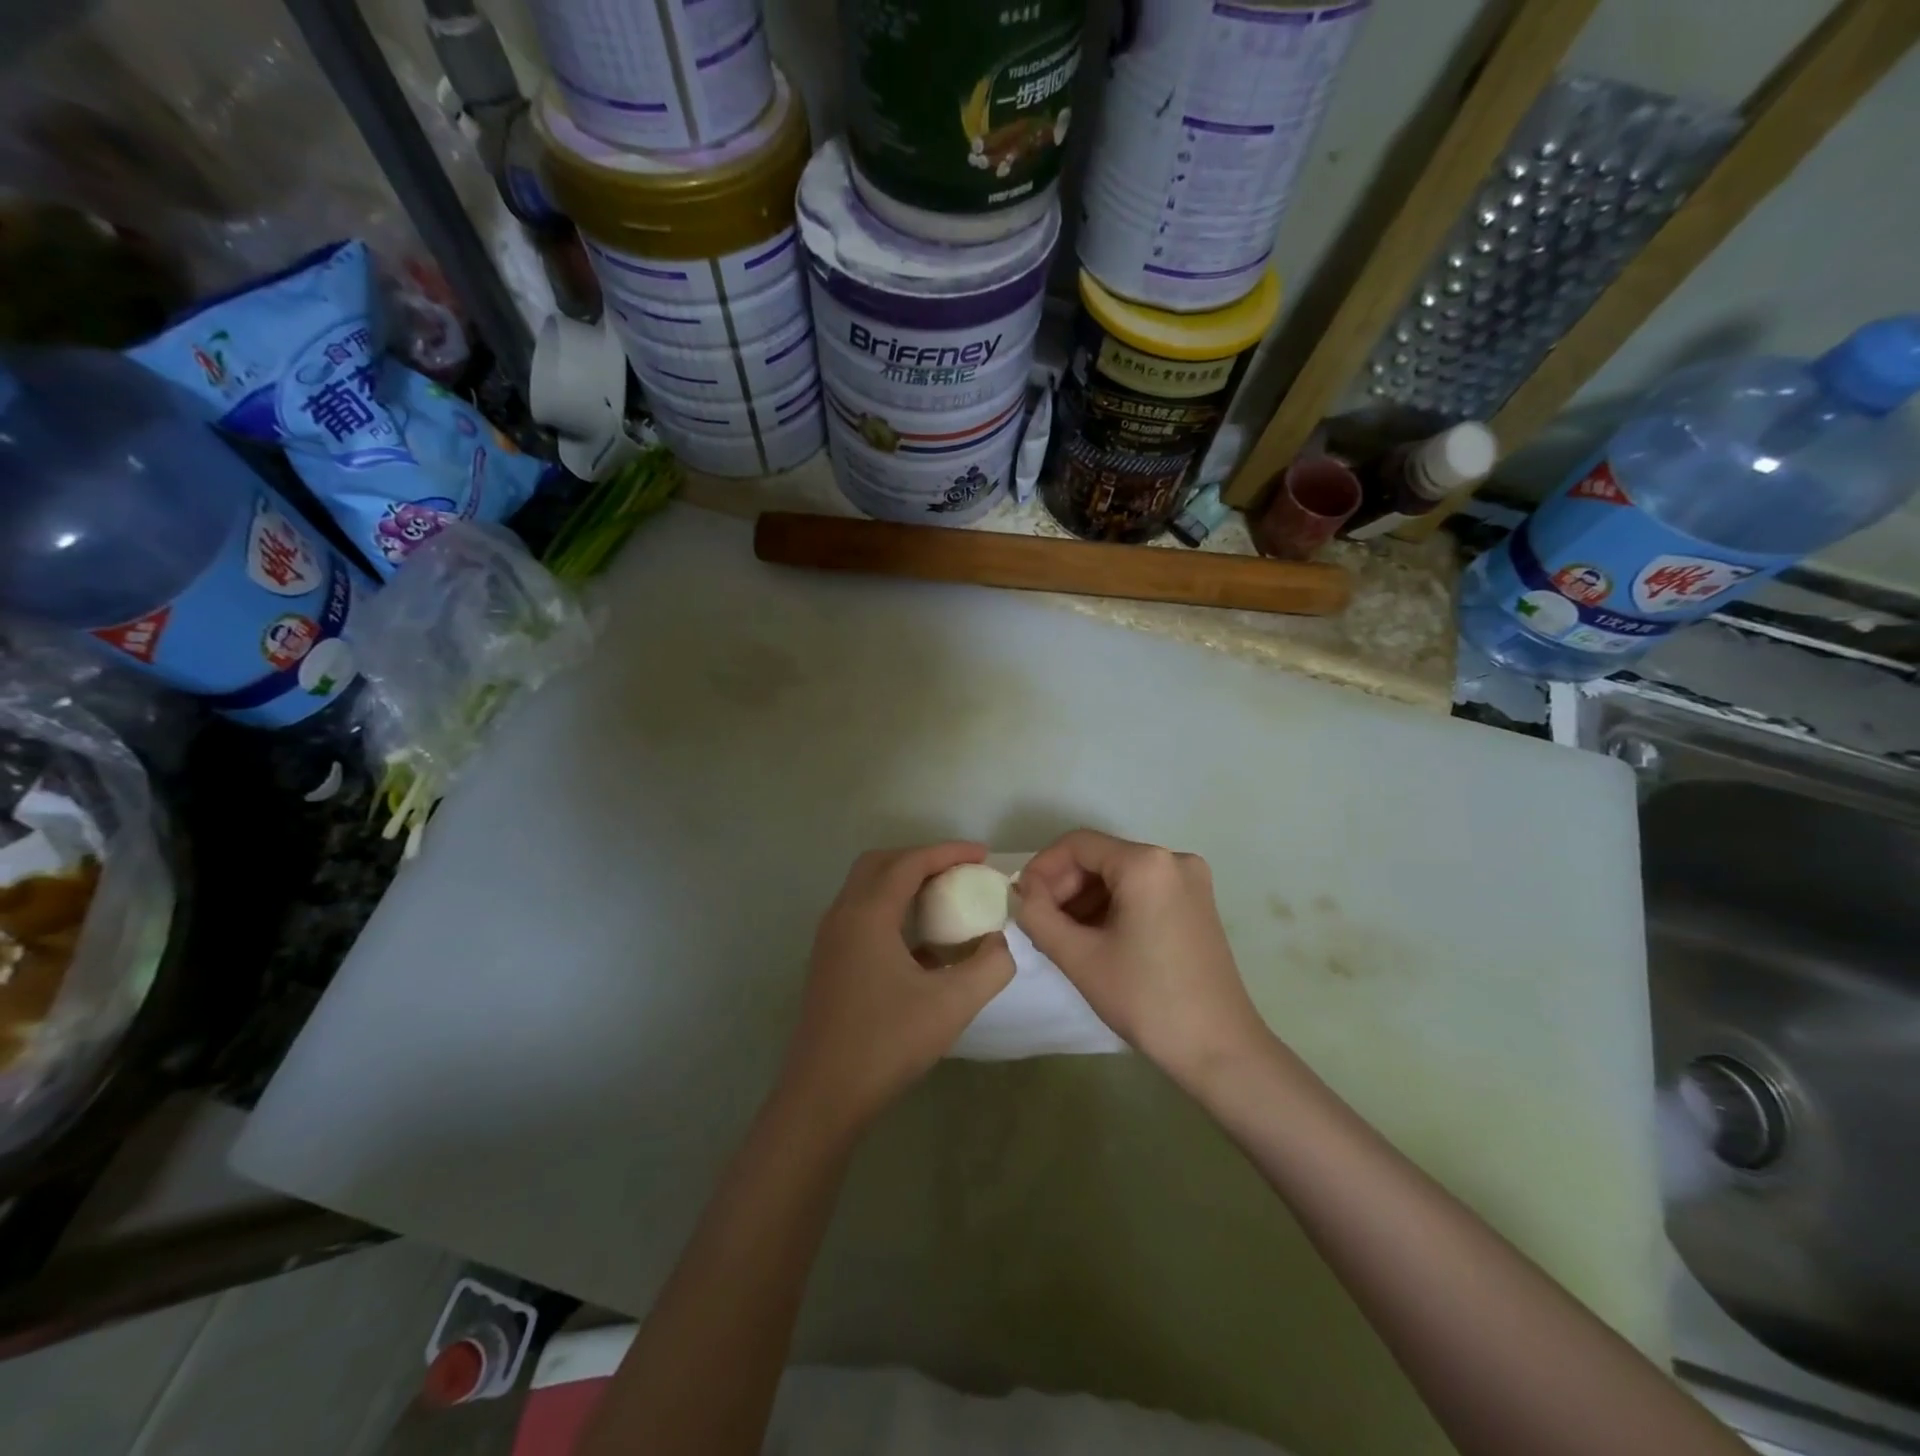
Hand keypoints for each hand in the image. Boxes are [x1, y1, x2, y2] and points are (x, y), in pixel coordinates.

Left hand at [778, 843, 1014, 1134]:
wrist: (824, 1095)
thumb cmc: (887, 1043)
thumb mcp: (952, 1005)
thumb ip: (990, 966)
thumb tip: (1002, 943)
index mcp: (867, 914)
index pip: (910, 862)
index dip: (948, 852)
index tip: (983, 855)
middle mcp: (842, 915)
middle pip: (881, 864)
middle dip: (922, 859)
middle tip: (960, 872)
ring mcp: (830, 939)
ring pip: (866, 888)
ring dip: (904, 883)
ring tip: (944, 899)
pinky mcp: (829, 961)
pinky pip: (861, 914)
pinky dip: (891, 909)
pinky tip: (920, 944)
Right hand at [1015, 830, 1270, 1086]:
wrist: (1219, 1049)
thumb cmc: (1146, 999)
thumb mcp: (1079, 957)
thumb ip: (1039, 915)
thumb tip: (1024, 892)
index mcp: (1147, 863)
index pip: (1078, 845)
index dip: (1042, 868)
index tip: (1021, 900)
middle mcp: (1174, 859)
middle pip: (1100, 857)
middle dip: (1064, 886)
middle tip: (1040, 922)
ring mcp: (1191, 881)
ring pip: (1120, 875)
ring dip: (1085, 899)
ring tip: (1062, 936)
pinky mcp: (1197, 904)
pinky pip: (1142, 890)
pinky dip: (1113, 907)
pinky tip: (1095, 938)